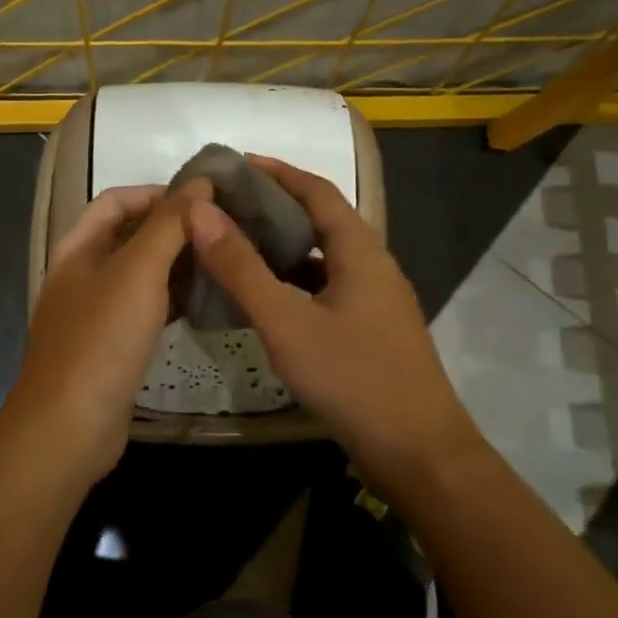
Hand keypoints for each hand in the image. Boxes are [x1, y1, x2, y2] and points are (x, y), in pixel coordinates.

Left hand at [7, 180, 209, 482]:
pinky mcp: (110, 346)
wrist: (70, 426)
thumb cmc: (102, 339)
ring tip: (221, 261)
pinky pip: (144, 309)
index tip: (204, 200)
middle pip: (129, 236)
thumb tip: (200, 183)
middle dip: (172, 229)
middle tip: (222, 230)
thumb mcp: (138, 272)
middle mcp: (82, 274)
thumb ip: (169, 225)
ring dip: (176, 264)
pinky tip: (203, 303)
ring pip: (140, 274)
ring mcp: (94, 312)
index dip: (158, 193)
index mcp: (77, 248)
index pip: (117, 200)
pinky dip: (171, 299)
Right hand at [181, 157, 482, 499]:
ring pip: (323, 259)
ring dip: (283, 247)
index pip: (317, 190)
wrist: (419, 453)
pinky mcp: (370, 331)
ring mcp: (375, 301)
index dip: (276, 171)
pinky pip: (326, 290)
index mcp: (360, 250)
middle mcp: (373, 265)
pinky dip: (293, 283)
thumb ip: (240, 268)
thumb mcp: (286, 322)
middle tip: (224, 207)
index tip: (234, 165)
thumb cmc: (352, 378)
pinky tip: (264, 299)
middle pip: (321, 221)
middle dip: (274, 207)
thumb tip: (199, 210)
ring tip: (235, 246)